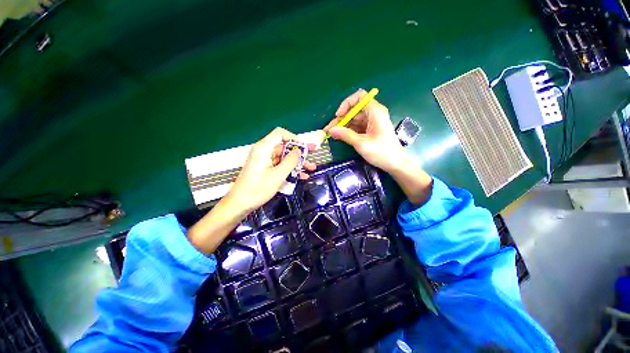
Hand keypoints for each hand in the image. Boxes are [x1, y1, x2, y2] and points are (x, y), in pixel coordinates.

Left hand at [226, 127, 315, 212]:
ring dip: (298, 162)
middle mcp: (264, 151)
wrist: (240, 204)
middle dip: (300, 151)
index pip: (280, 133)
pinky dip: (291, 169)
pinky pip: (281, 165)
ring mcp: (265, 161)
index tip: (304, 147)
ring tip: (311, 168)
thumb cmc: (257, 189)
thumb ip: (290, 161)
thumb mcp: (277, 175)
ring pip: (284, 157)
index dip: (294, 138)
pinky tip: (302, 175)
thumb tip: (298, 151)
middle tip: (313, 153)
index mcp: (264, 148)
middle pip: (284, 146)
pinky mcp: (266, 169)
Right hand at [324, 89, 406, 172]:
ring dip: (342, 126)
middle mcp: (373, 114)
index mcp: (375, 111)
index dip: (346, 104)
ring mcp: (371, 122)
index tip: (338, 116)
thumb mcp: (362, 144)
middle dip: (341, 118)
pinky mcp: (370, 130)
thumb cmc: (382, 152)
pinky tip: (339, 136)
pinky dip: (347, 131)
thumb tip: (331, 129)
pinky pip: (356, 126)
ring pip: (353, 119)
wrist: (396, 164)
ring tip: (331, 134)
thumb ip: (345, 135)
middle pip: (354, 110)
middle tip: (329, 129)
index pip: (359, 97)